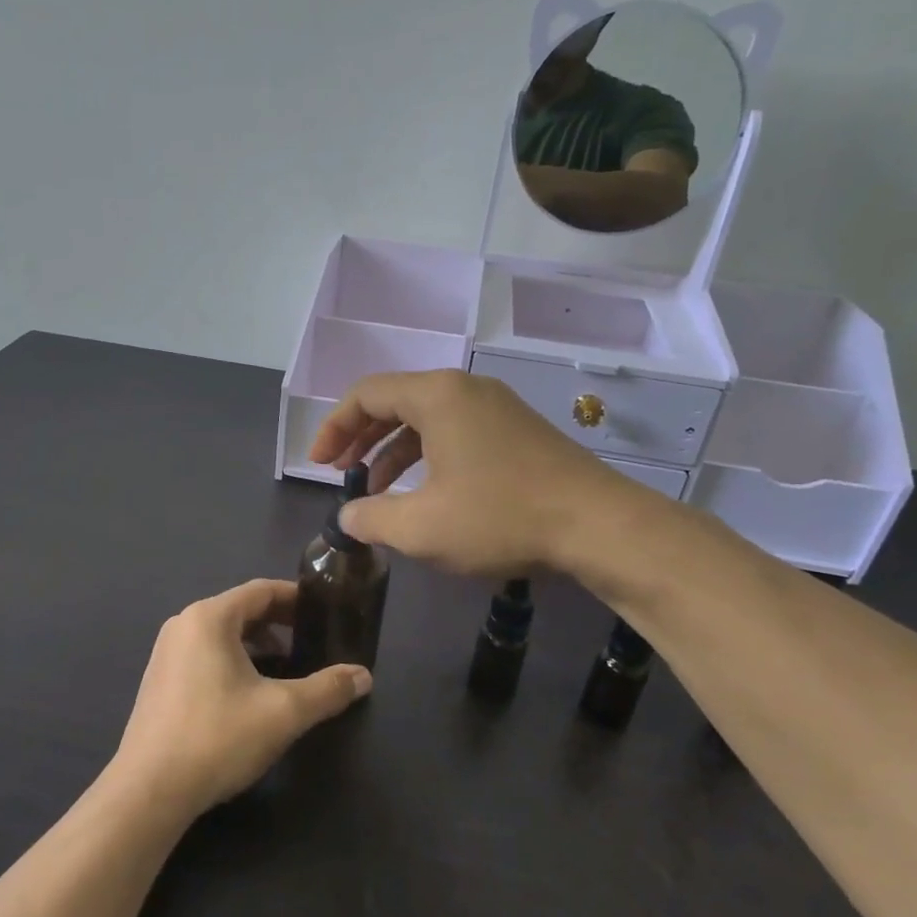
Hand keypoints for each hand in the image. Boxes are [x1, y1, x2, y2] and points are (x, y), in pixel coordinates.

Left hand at [112, 579, 370, 816]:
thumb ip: (328, 690)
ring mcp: (166, 653)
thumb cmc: (218, 737)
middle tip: (314, 642)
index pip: (262, 591)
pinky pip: (205, 655)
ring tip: (288, 670)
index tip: (325, 611)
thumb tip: (363, 676)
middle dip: (280, 624)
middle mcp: (183, 625)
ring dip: (257, 646)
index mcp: (209, 617)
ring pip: (222, 635)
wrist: (149, 790)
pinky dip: (233, 662)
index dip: (297, 598)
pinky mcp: (159, 681)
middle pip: (241, 610)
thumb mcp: (284, 712)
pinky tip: (251, 694)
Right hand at [309, 369, 663, 581]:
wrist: (598, 526)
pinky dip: (427, 454)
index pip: (366, 394)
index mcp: (437, 396)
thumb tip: (347, 517)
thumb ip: (371, 518)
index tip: (319, 464)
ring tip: (375, 488)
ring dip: (393, 450)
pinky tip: (424, 492)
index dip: (334, 427)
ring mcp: (496, 407)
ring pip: (426, 418)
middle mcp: (465, 389)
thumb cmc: (501, 518)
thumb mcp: (421, 527)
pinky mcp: (517, 431)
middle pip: (395, 400)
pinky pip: (455, 431)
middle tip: (340, 472)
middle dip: (360, 437)